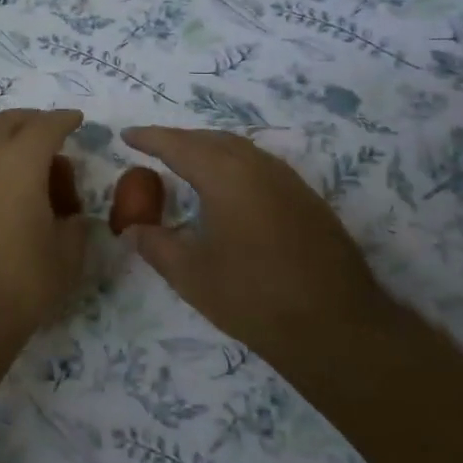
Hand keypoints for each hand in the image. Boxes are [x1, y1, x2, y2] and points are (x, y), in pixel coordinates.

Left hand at [0, 109, 92, 353]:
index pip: (45, 126)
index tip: (76, 120)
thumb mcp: (67, 257)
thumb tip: (70, 217)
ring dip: (3, 143)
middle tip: (50, 137)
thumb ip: (74, 225)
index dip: (64, 120)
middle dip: (31, 123)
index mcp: (18, 162)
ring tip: (24, 168)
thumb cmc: (19, 284)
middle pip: (6, 122)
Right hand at [121, 127, 381, 357]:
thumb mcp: (191, 275)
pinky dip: (233, 165)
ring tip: (186, 162)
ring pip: (240, 150)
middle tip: (152, 148)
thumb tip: (133, 229)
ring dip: (209, 149)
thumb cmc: (253, 298)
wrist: (336, 326)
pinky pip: (260, 166)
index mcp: (226, 176)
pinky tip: (228, 188)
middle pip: (211, 140)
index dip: (150, 138)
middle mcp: (258, 167)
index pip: (179, 145)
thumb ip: (156, 245)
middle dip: (179, 140)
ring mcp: (288, 181)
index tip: (127, 135)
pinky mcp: (307, 199)